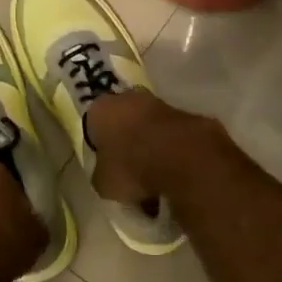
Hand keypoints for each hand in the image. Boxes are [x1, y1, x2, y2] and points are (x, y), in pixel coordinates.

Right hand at [84, 89, 195, 207]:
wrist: (184, 160)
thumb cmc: (131, 168)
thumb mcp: (103, 183)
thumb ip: (101, 175)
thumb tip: (107, 175)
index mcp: (101, 109)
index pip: (93, 125)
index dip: (99, 147)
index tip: (106, 166)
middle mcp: (129, 98)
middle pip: (124, 123)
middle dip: (127, 145)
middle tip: (130, 173)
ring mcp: (162, 104)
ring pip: (151, 129)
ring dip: (152, 149)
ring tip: (156, 181)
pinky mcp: (188, 116)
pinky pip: (173, 138)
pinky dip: (173, 153)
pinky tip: (175, 177)